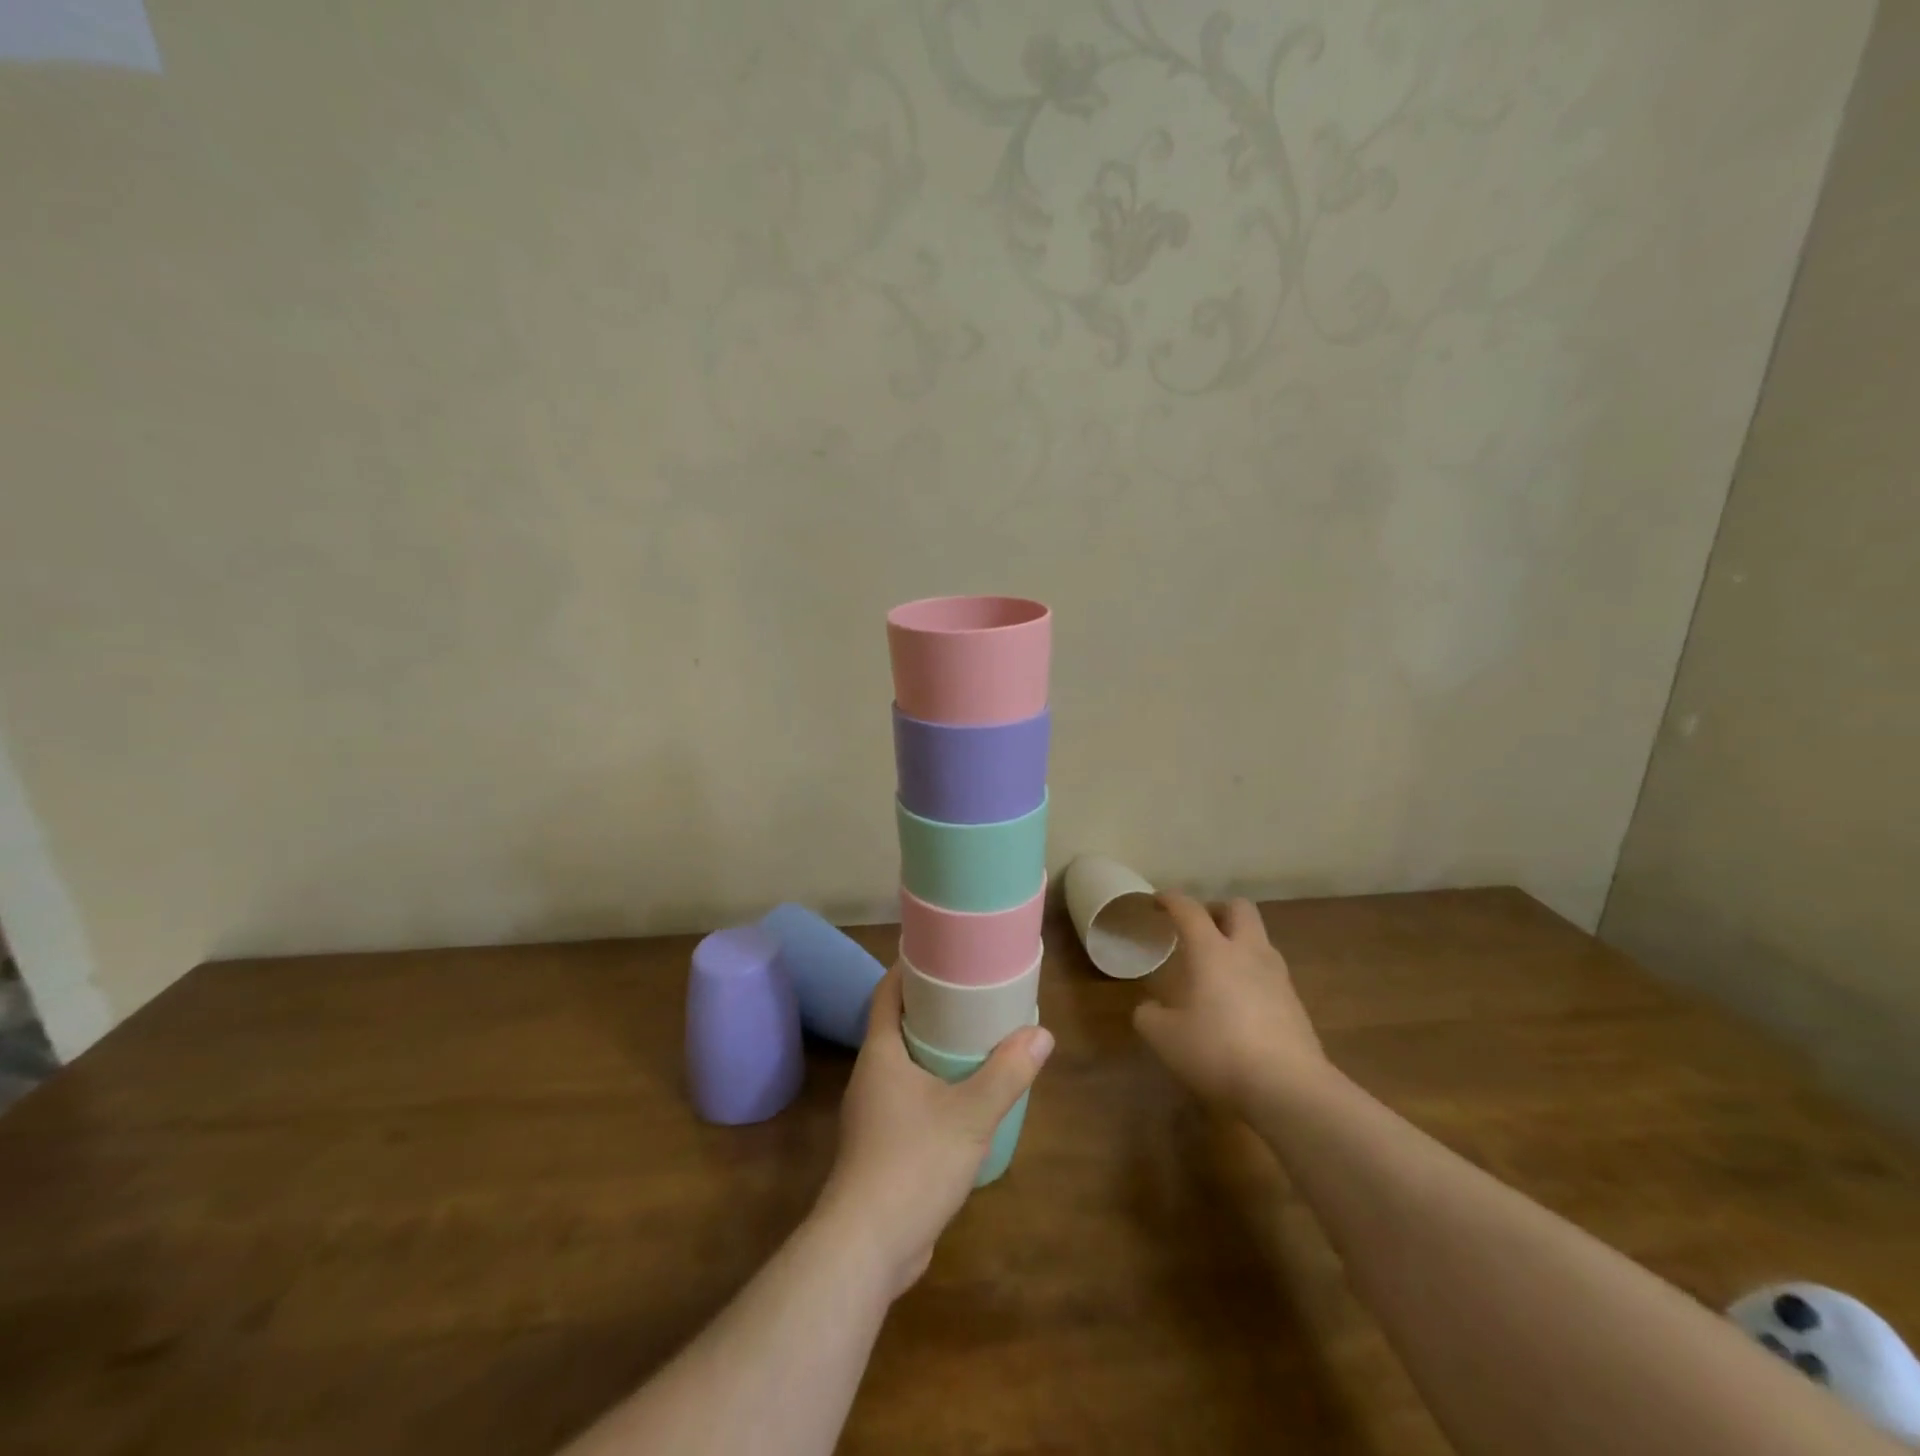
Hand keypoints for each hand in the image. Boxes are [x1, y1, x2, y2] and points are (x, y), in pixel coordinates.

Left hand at [815, 968, 1051, 1298]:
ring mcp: (872, 1114)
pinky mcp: (881, 1146)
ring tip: (974, 1041)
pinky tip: (963, 1098)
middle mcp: (871, 1076)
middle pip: (897, 1025)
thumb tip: (1041, 1033)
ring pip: (903, 1065)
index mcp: (880, 1054)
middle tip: (971, 994)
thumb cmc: (912, 1163)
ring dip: (933, 1050)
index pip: (886, 993)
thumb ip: (1007, 1073)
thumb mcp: (970, 1115)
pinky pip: (908, 1099)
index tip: (939, 953)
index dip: (908, 969)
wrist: (867, 1247)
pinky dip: (933, 1086)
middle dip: (930, 1008)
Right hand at [1133, 893, 1327, 1114]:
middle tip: (1197, 928)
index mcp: (1212, 950)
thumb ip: (1149, 1016)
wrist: (1289, 1089)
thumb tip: (1149, 1008)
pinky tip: (1238, 1001)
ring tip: (1217, 967)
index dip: (1170, 900)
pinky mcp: (1295, 1003)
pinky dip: (1251, 973)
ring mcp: (1277, 976)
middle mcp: (1248, 952)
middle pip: (1239, 908)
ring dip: (1238, 941)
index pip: (1189, 909)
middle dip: (1216, 910)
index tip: (1156, 902)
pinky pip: (1270, 971)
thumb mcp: (1164, 1038)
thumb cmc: (1218, 1051)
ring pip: (1259, 939)